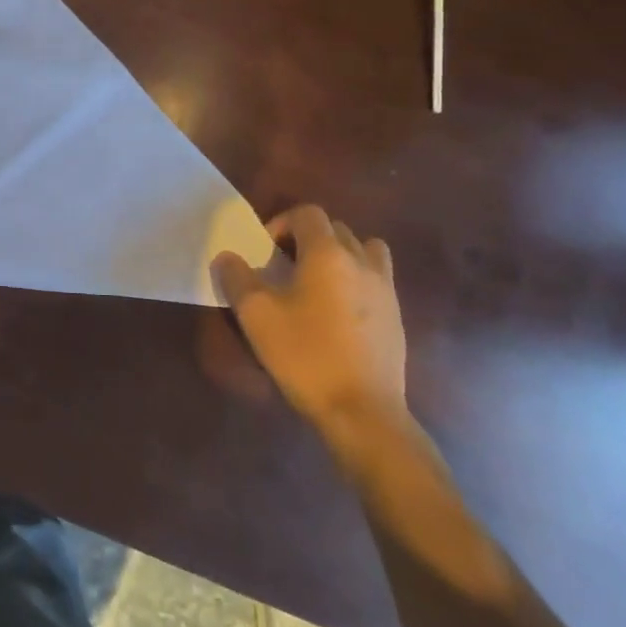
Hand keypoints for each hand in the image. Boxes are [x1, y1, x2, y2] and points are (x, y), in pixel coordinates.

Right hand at [211, 205, 409, 449]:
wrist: (363, 412)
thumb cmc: (305, 356)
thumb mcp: (256, 315)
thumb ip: (237, 278)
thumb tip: (228, 257)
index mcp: (328, 254)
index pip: (307, 213)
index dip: (281, 223)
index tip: (265, 253)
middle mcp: (361, 262)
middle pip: (335, 229)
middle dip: (307, 239)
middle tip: (284, 268)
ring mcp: (385, 289)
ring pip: (364, 250)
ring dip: (339, 255)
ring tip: (317, 283)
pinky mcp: (397, 316)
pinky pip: (376, 279)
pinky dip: (356, 280)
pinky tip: (337, 313)